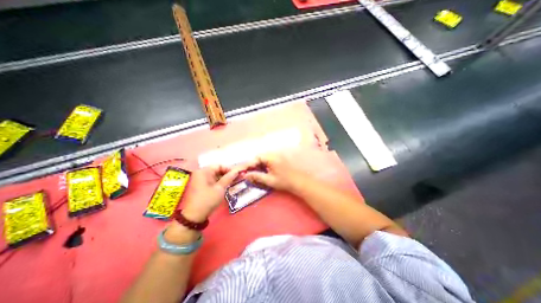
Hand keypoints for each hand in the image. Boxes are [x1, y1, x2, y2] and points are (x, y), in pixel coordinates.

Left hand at [182, 166, 239, 221]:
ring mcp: (201, 180)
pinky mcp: (202, 186)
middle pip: (217, 170)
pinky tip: (227, 185)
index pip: (219, 165)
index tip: (237, 174)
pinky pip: (213, 180)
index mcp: (204, 171)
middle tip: (237, 178)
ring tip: (234, 182)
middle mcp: (201, 173)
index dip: (229, 169)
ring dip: (225, 178)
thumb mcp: (220, 188)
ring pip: (216, 176)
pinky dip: (220, 182)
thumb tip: (237, 170)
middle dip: (228, 174)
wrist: (194, 216)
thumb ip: (229, 178)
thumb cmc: (208, 200)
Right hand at [243, 154, 305, 191]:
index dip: (250, 164)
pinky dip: (265, 166)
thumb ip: (257, 177)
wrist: (299, 182)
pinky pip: (269, 161)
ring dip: (259, 166)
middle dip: (254, 165)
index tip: (245, 171)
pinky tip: (264, 173)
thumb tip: (245, 175)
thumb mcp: (269, 180)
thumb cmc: (284, 181)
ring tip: (256, 174)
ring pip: (264, 159)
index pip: (256, 158)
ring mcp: (278, 157)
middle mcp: (274, 155)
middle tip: (250, 174)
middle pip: (260, 157)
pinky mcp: (280, 160)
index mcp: (271, 158)